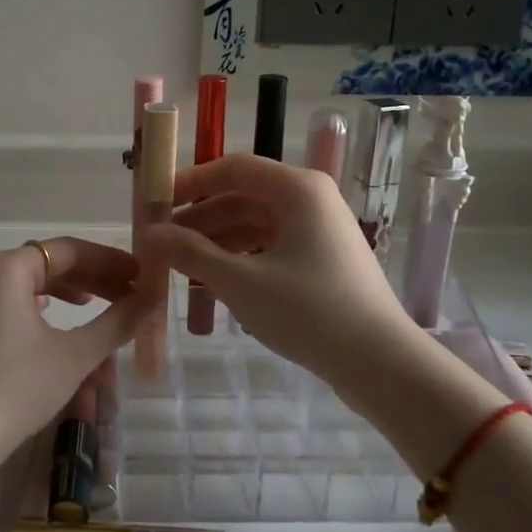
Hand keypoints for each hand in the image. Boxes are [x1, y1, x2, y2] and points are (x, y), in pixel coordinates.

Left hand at [0, 237, 155, 469]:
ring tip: (98, 303)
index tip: (142, 276)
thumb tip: (154, 297)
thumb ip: (117, 322)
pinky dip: (39, 305)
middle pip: (47, 262)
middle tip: (129, 293)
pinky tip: (55, 319)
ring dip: (67, 289)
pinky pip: (9, 301)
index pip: (69, 250)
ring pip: (27, 282)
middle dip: (91, 276)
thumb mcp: (75, 355)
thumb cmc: (16, 388)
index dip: (110, 261)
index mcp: (7, 267)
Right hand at [139, 154, 415, 393]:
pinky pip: (271, 245)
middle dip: (200, 218)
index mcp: (297, 189)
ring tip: (181, 266)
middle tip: (162, 243)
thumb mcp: (239, 281)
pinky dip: (241, 257)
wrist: (380, 363)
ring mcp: (320, 230)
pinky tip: (214, 282)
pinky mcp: (323, 259)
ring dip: (217, 241)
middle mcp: (310, 199)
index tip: (156, 204)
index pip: (232, 168)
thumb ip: (191, 253)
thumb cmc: (308, 311)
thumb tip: (150, 234)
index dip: (190, 182)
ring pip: (256, 223)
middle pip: (243, 196)